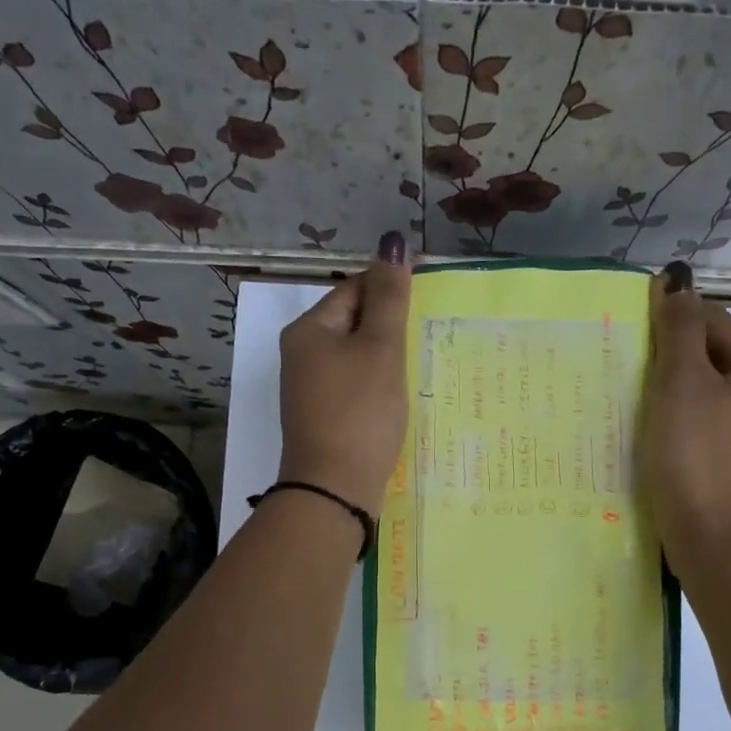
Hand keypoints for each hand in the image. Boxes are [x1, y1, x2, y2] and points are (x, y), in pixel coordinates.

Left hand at [277, 231, 412, 513]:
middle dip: (390, 328)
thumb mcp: (380, 349)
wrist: (334, 488)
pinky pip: (354, 387)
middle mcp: (302, 355)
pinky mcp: (322, 418)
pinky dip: (376, 387)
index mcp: (309, 329)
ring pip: (356, 358)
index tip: (429, 299)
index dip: (391, 288)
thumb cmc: (359, 412)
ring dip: (386, 359)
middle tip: (428, 336)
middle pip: (353, 323)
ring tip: (418, 368)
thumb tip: (392, 242)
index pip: (354, 288)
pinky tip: (397, 399)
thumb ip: (389, 297)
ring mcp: (310, 389)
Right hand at [641, 261, 730, 583]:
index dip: (673, 317)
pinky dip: (675, 421)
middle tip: (624, 363)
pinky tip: (648, 433)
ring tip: (629, 396)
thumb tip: (677, 282)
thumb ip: (679, 330)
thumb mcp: (682, 384)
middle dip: (669, 356)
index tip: (631, 326)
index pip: (715, 321)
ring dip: (668, 390)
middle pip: (711, 357)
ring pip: (704, 394)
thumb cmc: (696, 456)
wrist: (712, 541)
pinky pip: (701, 426)